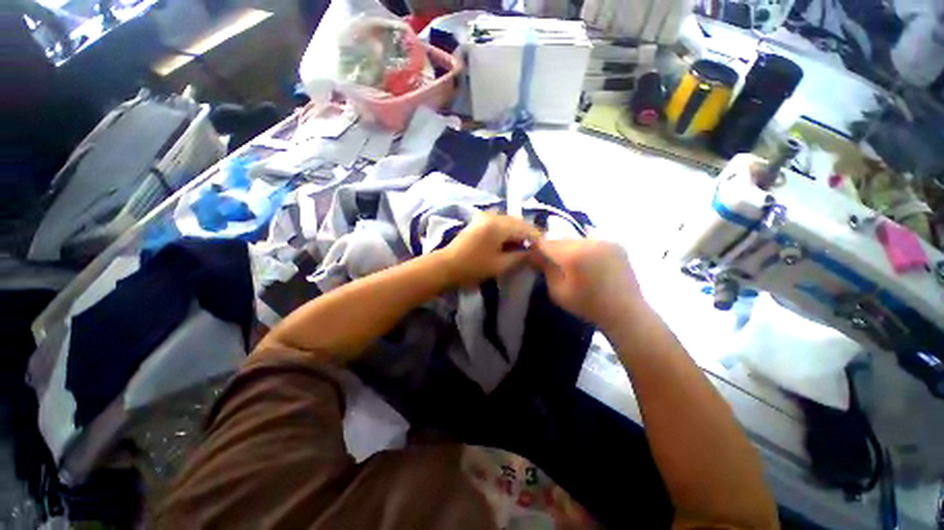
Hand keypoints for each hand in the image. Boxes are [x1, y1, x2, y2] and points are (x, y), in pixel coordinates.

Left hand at [439, 213, 542, 286]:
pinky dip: (507, 231)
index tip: (544, 248)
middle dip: (527, 234)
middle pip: (518, 222)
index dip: (537, 238)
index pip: (526, 228)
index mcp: (499, 225)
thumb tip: (531, 252)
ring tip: (523, 246)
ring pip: (509, 221)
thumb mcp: (500, 265)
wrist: (446, 266)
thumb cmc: (473, 267)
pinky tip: (509, 242)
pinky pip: (499, 223)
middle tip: (535, 248)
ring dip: (517, 232)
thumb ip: (520, 256)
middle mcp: (493, 216)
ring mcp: (484, 217)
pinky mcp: (479, 221)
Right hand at [530, 239, 643, 329]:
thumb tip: (534, 255)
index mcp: (574, 255)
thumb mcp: (558, 292)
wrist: (626, 312)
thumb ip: (545, 269)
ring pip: (575, 239)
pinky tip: (586, 262)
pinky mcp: (615, 243)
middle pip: (561, 239)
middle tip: (551, 263)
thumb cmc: (588, 306)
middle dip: (553, 250)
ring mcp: (605, 240)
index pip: (545, 243)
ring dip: (568, 249)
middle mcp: (590, 241)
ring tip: (571, 265)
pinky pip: (590, 241)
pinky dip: (583, 249)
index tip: (534, 259)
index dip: (536, 250)